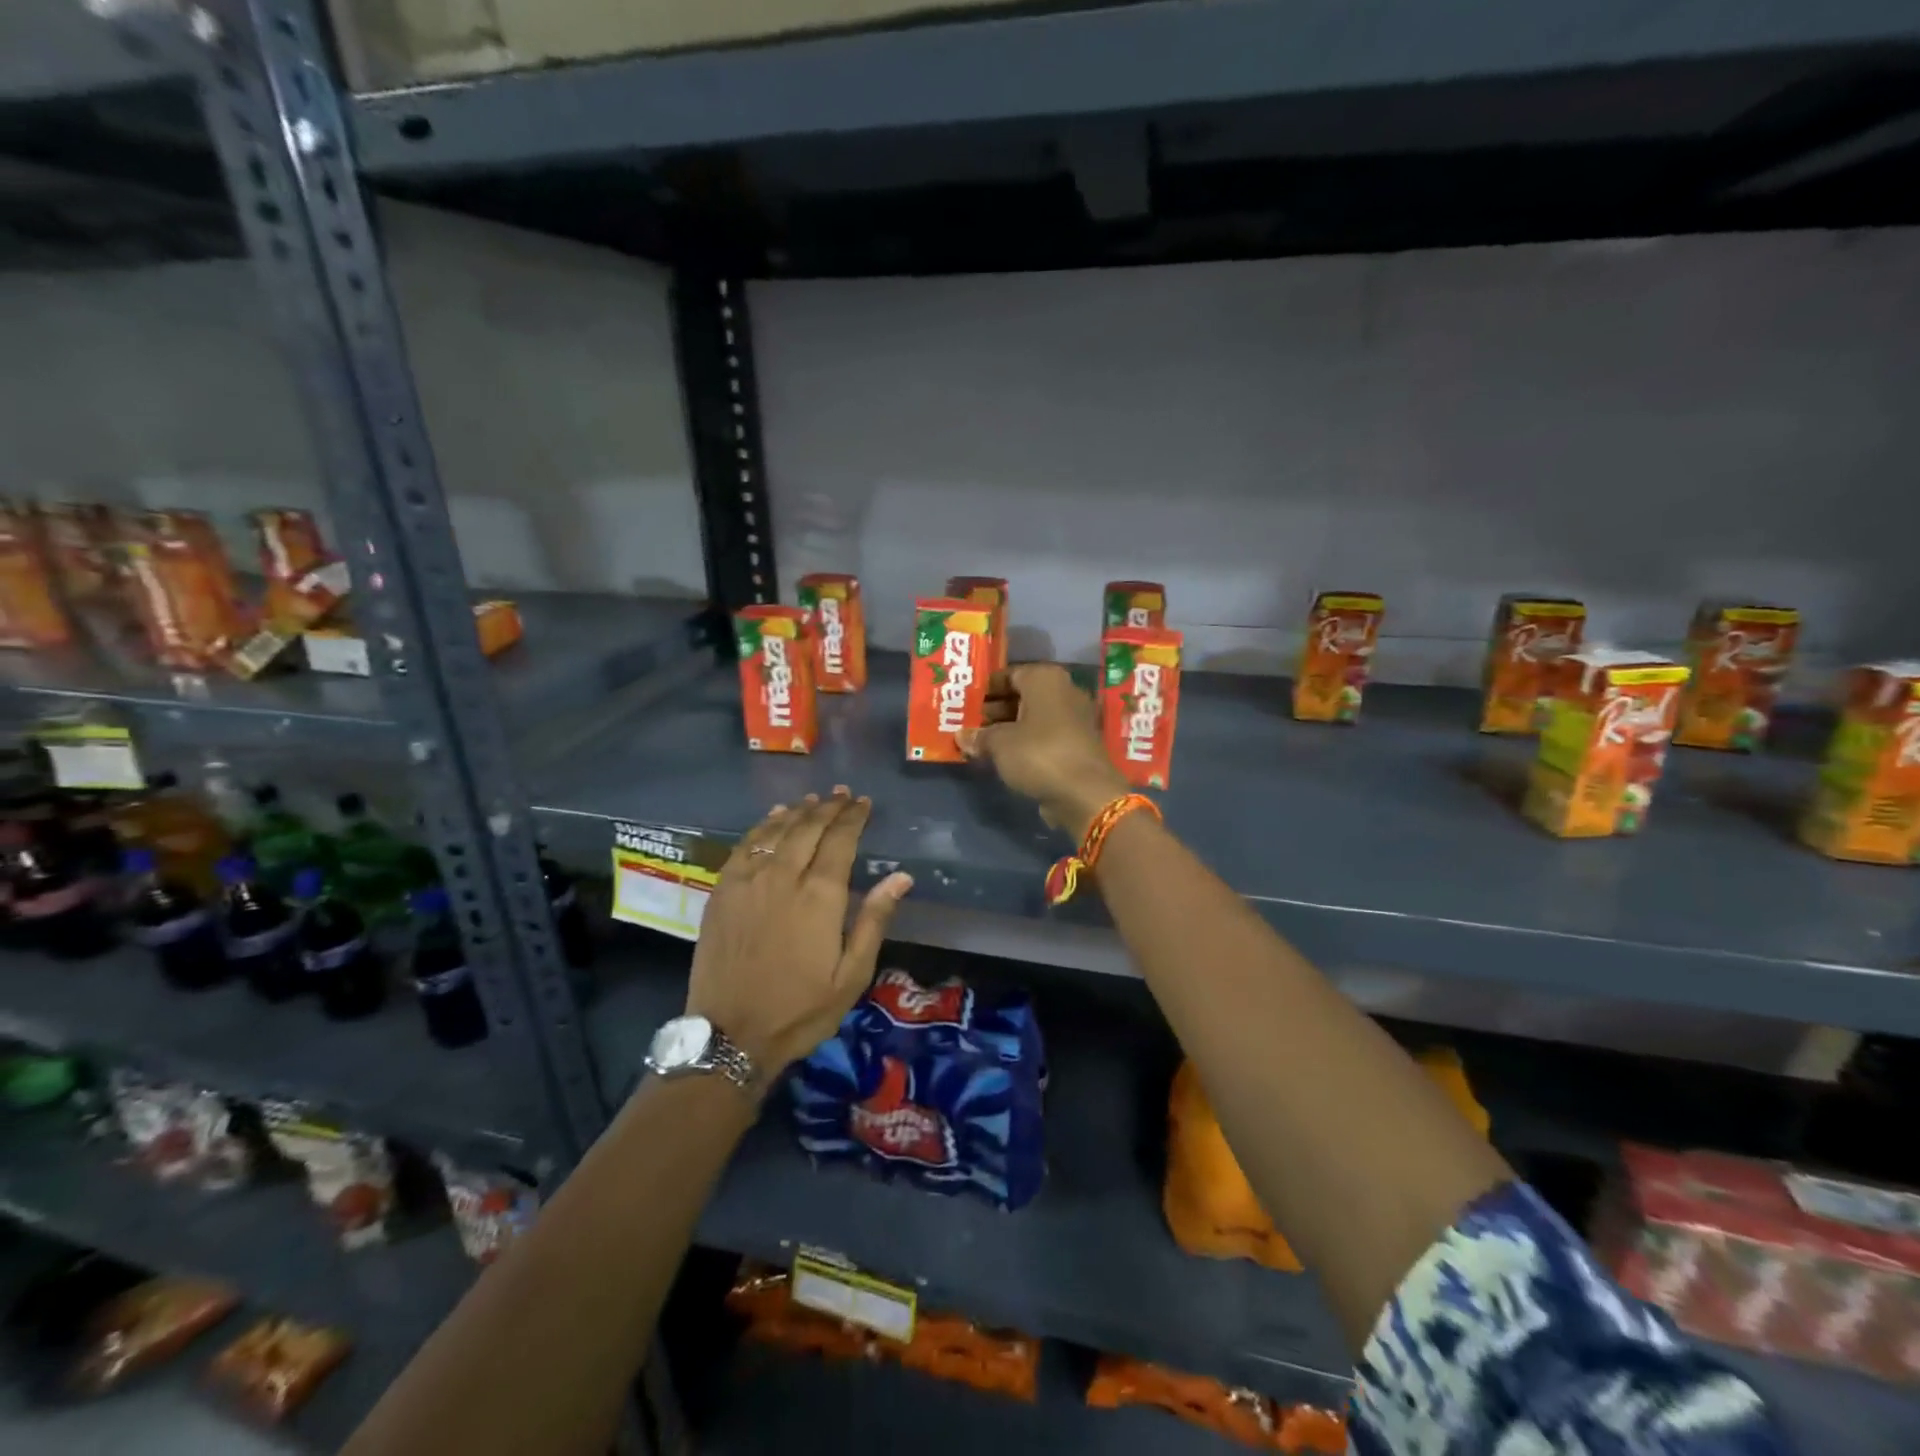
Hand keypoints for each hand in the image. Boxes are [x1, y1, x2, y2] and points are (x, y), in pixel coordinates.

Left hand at [685, 788, 912, 1079]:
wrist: (730, 1035)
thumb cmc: (800, 1009)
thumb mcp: (851, 975)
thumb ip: (874, 920)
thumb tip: (901, 876)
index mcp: (819, 896)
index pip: (840, 840)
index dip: (853, 818)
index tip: (863, 803)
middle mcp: (783, 876)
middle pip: (808, 828)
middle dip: (828, 807)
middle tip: (843, 795)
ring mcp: (748, 880)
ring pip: (776, 831)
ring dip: (798, 811)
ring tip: (813, 800)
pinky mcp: (722, 890)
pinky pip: (745, 845)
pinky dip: (763, 825)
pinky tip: (773, 818)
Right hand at [958, 663, 1128, 837]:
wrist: (1084, 793)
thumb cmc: (1038, 754)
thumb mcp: (999, 744)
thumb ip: (979, 736)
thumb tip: (961, 736)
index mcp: (1045, 679)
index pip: (1008, 674)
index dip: (985, 688)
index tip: (964, 702)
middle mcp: (1063, 691)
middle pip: (1021, 696)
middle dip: (993, 710)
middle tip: (967, 723)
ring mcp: (1074, 719)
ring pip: (1032, 718)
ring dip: (1007, 728)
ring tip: (978, 742)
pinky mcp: (1077, 744)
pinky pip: (1043, 737)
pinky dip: (1024, 743)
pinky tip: (1002, 757)